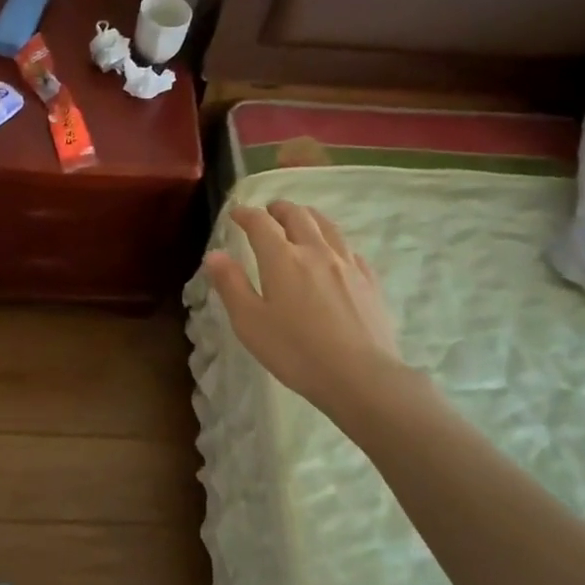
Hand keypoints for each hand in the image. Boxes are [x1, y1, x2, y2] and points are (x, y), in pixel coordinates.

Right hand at [204, 200, 409, 421]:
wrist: (359, 375)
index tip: (236, 213)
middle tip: (269, 211)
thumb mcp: (250, 322)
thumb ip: (231, 285)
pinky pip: (349, 249)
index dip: (246, 214)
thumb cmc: (295, 351)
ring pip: (327, 226)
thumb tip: (215, 255)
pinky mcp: (369, 281)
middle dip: (279, 209)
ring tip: (301, 219)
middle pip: (298, 216)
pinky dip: (334, 241)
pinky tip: (334, 253)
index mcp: (282, 259)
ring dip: (308, 216)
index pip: (261, 224)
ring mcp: (347, 264)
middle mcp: (316, 252)